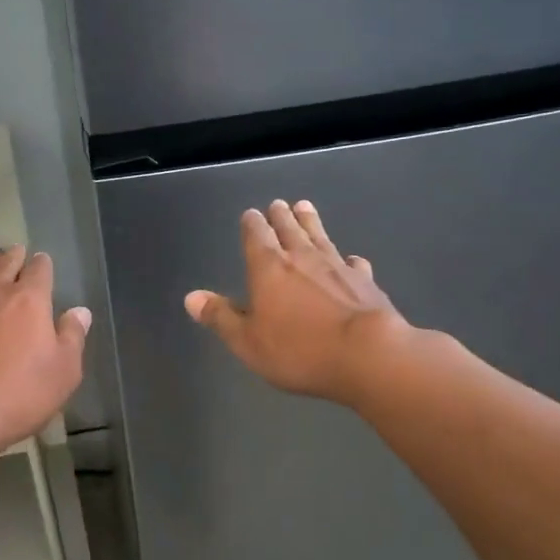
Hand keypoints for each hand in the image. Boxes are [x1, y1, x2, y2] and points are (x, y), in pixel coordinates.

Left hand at [0, 247, 90, 460]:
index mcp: (29, 300)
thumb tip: (79, 311)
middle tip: (17, 249)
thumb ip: (72, 337)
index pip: (39, 270)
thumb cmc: (19, 392)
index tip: (43, 259)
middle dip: (14, 256)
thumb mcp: (63, 371)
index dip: (42, 264)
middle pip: (5, 265)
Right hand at [185, 200, 407, 406]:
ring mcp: (337, 267)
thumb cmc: (299, 349)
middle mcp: (302, 258)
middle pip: (289, 229)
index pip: (256, 236)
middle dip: (281, 216)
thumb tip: (191, 298)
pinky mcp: (365, 283)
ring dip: (311, 223)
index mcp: (268, 267)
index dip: (252, 224)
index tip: (251, 214)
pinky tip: (351, 259)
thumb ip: (221, 317)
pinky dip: (348, 259)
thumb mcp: (247, 341)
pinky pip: (353, 264)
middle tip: (279, 204)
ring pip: (320, 237)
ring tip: (306, 207)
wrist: (368, 355)